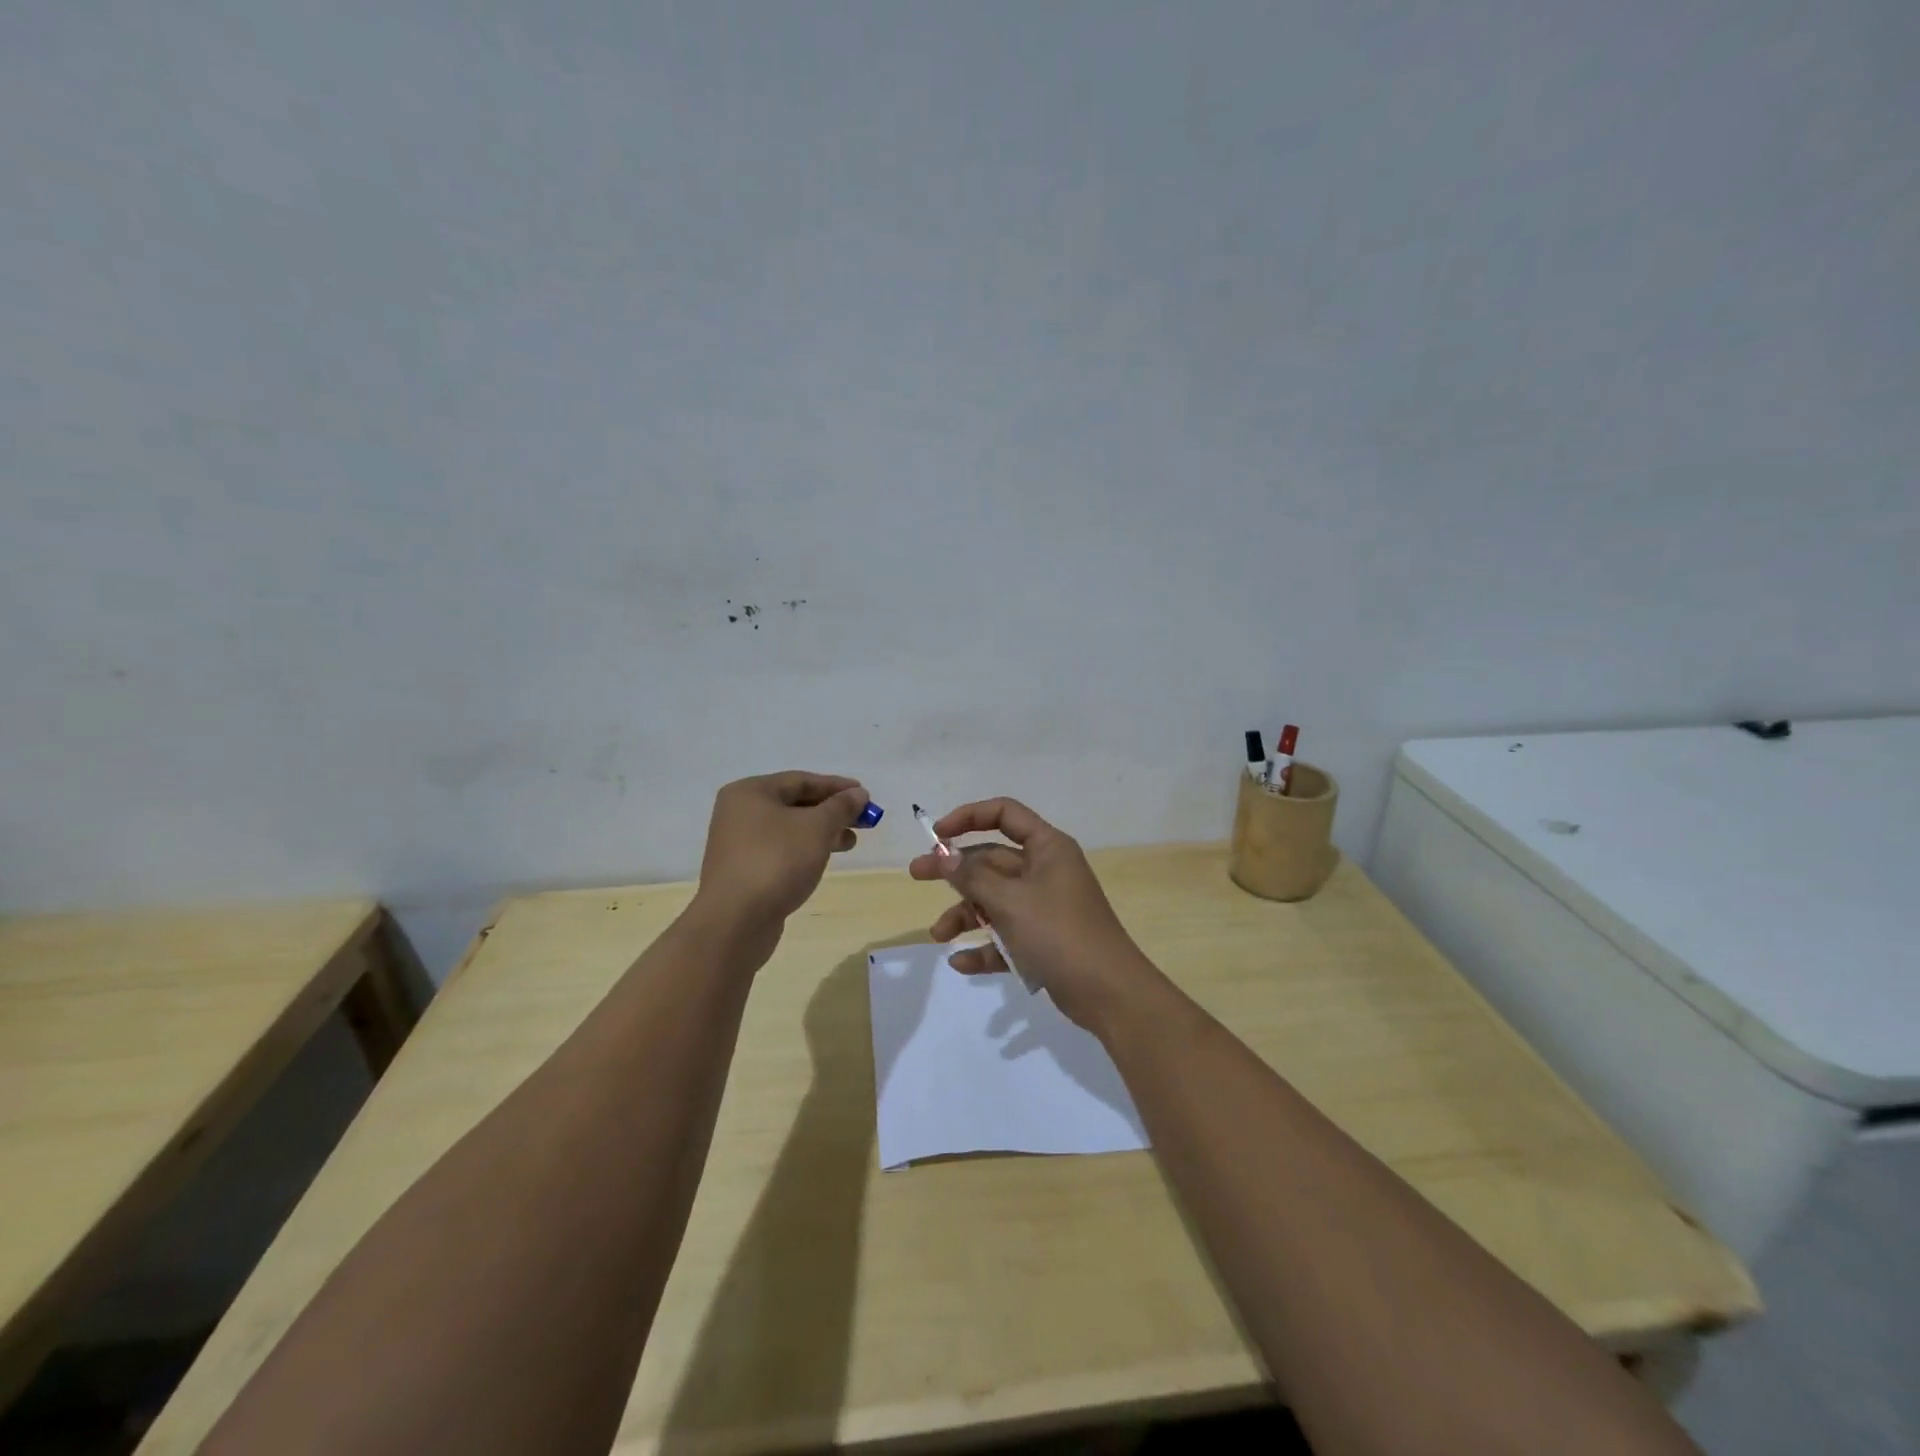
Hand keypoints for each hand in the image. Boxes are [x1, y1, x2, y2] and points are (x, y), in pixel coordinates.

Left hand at [695, 772, 871, 930]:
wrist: (735, 921)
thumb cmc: (776, 861)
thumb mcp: (816, 827)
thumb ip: (840, 807)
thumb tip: (858, 793)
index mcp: (750, 792)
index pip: (801, 780)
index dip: (836, 786)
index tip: (865, 795)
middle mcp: (739, 813)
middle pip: (794, 804)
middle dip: (831, 811)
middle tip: (863, 821)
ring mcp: (739, 844)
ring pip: (789, 830)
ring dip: (822, 832)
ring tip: (850, 843)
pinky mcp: (744, 871)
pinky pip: (781, 851)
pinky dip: (805, 850)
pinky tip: (823, 860)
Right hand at [908, 797, 1158, 1032]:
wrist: (1109, 993)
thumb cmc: (1059, 933)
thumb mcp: (1010, 902)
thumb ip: (973, 878)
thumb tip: (944, 856)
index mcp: (1047, 848)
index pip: (1005, 814)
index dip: (969, 817)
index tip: (938, 834)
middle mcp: (1046, 871)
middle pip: (992, 861)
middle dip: (955, 871)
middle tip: (916, 875)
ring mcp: (1045, 907)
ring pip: (995, 900)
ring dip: (966, 914)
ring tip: (938, 935)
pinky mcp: (1044, 941)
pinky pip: (1006, 936)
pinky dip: (985, 946)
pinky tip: (962, 963)